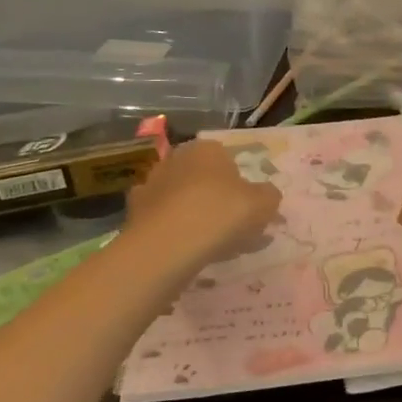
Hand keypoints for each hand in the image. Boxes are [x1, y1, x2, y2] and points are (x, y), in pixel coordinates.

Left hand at [123, 139, 281, 274]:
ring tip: (213, 245)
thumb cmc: (221, 214)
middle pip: (203, 179)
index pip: (228, 158)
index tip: (249, 206)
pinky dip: (175, 232)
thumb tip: (266, 195)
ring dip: (195, 216)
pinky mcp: (133, 214)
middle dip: (217, 198)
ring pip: (182, 200)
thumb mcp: (264, 204)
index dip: (241, 182)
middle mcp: (176, 159)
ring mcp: (150, 185)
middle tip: (233, 226)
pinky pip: (164, 221)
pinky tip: (188, 251)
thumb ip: (269, 196)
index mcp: (208, 149)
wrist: (165, 247)